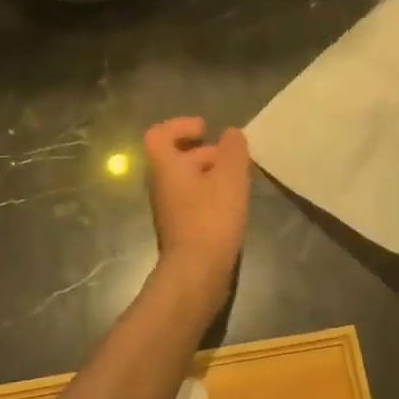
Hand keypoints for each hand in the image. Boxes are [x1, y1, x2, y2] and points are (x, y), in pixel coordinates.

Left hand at [144, 117, 249, 292]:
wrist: (197, 273)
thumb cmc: (211, 217)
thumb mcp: (230, 177)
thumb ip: (233, 150)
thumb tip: (231, 133)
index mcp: (166, 167)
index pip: (159, 135)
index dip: (179, 125)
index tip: (205, 128)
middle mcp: (161, 186)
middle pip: (176, 158)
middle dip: (204, 151)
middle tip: (231, 155)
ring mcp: (169, 210)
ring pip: (187, 181)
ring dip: (210, 174)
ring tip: (239, 179)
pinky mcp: (181, 230)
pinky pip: (193, 201)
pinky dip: (211, 195)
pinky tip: (233, 204)